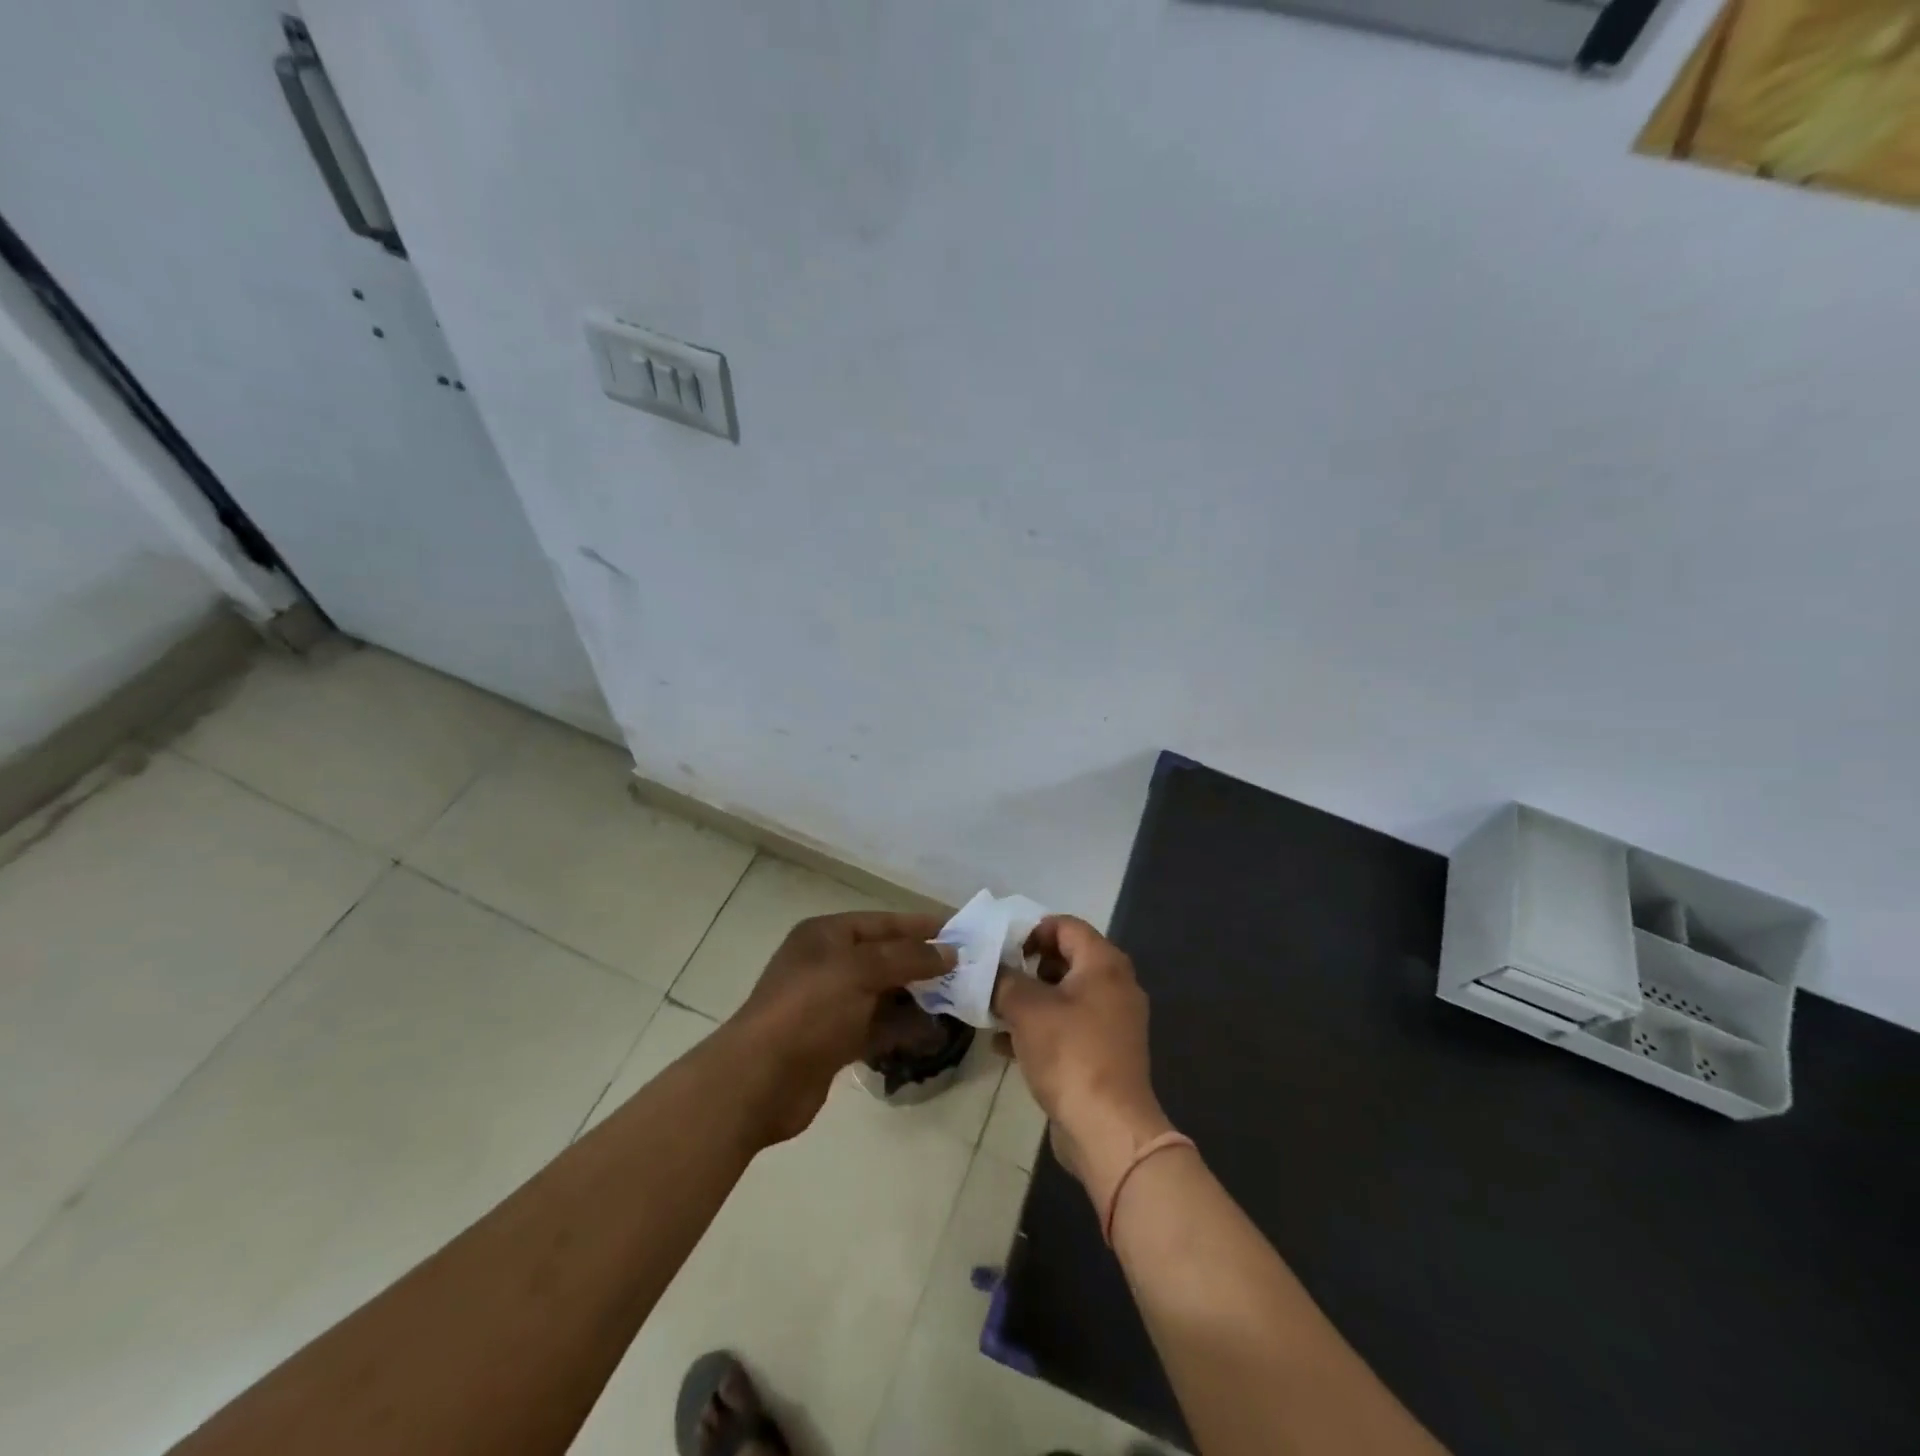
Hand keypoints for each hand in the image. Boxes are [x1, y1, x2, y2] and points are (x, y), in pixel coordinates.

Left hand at [724, 911, 952, 1144]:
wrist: (759, 1080)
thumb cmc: (809, 1009)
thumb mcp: (859, 970)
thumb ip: (907, 958)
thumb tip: (950, 952)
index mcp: (826, 935)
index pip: (882, 922)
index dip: (920, 926)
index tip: (961, 931)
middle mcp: (828, 964)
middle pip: (885, 957)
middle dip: (923, 964)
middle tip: (967, 971)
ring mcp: (830, 1004)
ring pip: (884, 994)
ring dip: (917, 998)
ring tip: (958, 1002)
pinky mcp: (834, 1042)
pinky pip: (877, 1028)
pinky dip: (902, 1029)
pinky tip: (933, 1035)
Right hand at [993, 917, 1173, 1211]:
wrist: (1108, 1128)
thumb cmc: (1070, 1054)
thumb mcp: (1026, 1009)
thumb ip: (1004, 980)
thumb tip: (992, 970)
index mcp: (1103, 963)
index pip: (1067, 925)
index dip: (1032, 930)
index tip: (1002, 948)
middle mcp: (1115, 985)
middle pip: (1066, 959)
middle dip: (1027, 967)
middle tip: (996, 977)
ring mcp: (1114, 1021)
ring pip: (1065, 995)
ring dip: (1030, 999)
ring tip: (994, 1011)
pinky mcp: (1106, 1052)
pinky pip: (1069, 1026)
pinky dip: (1041, 1027)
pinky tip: (1004, 1045)